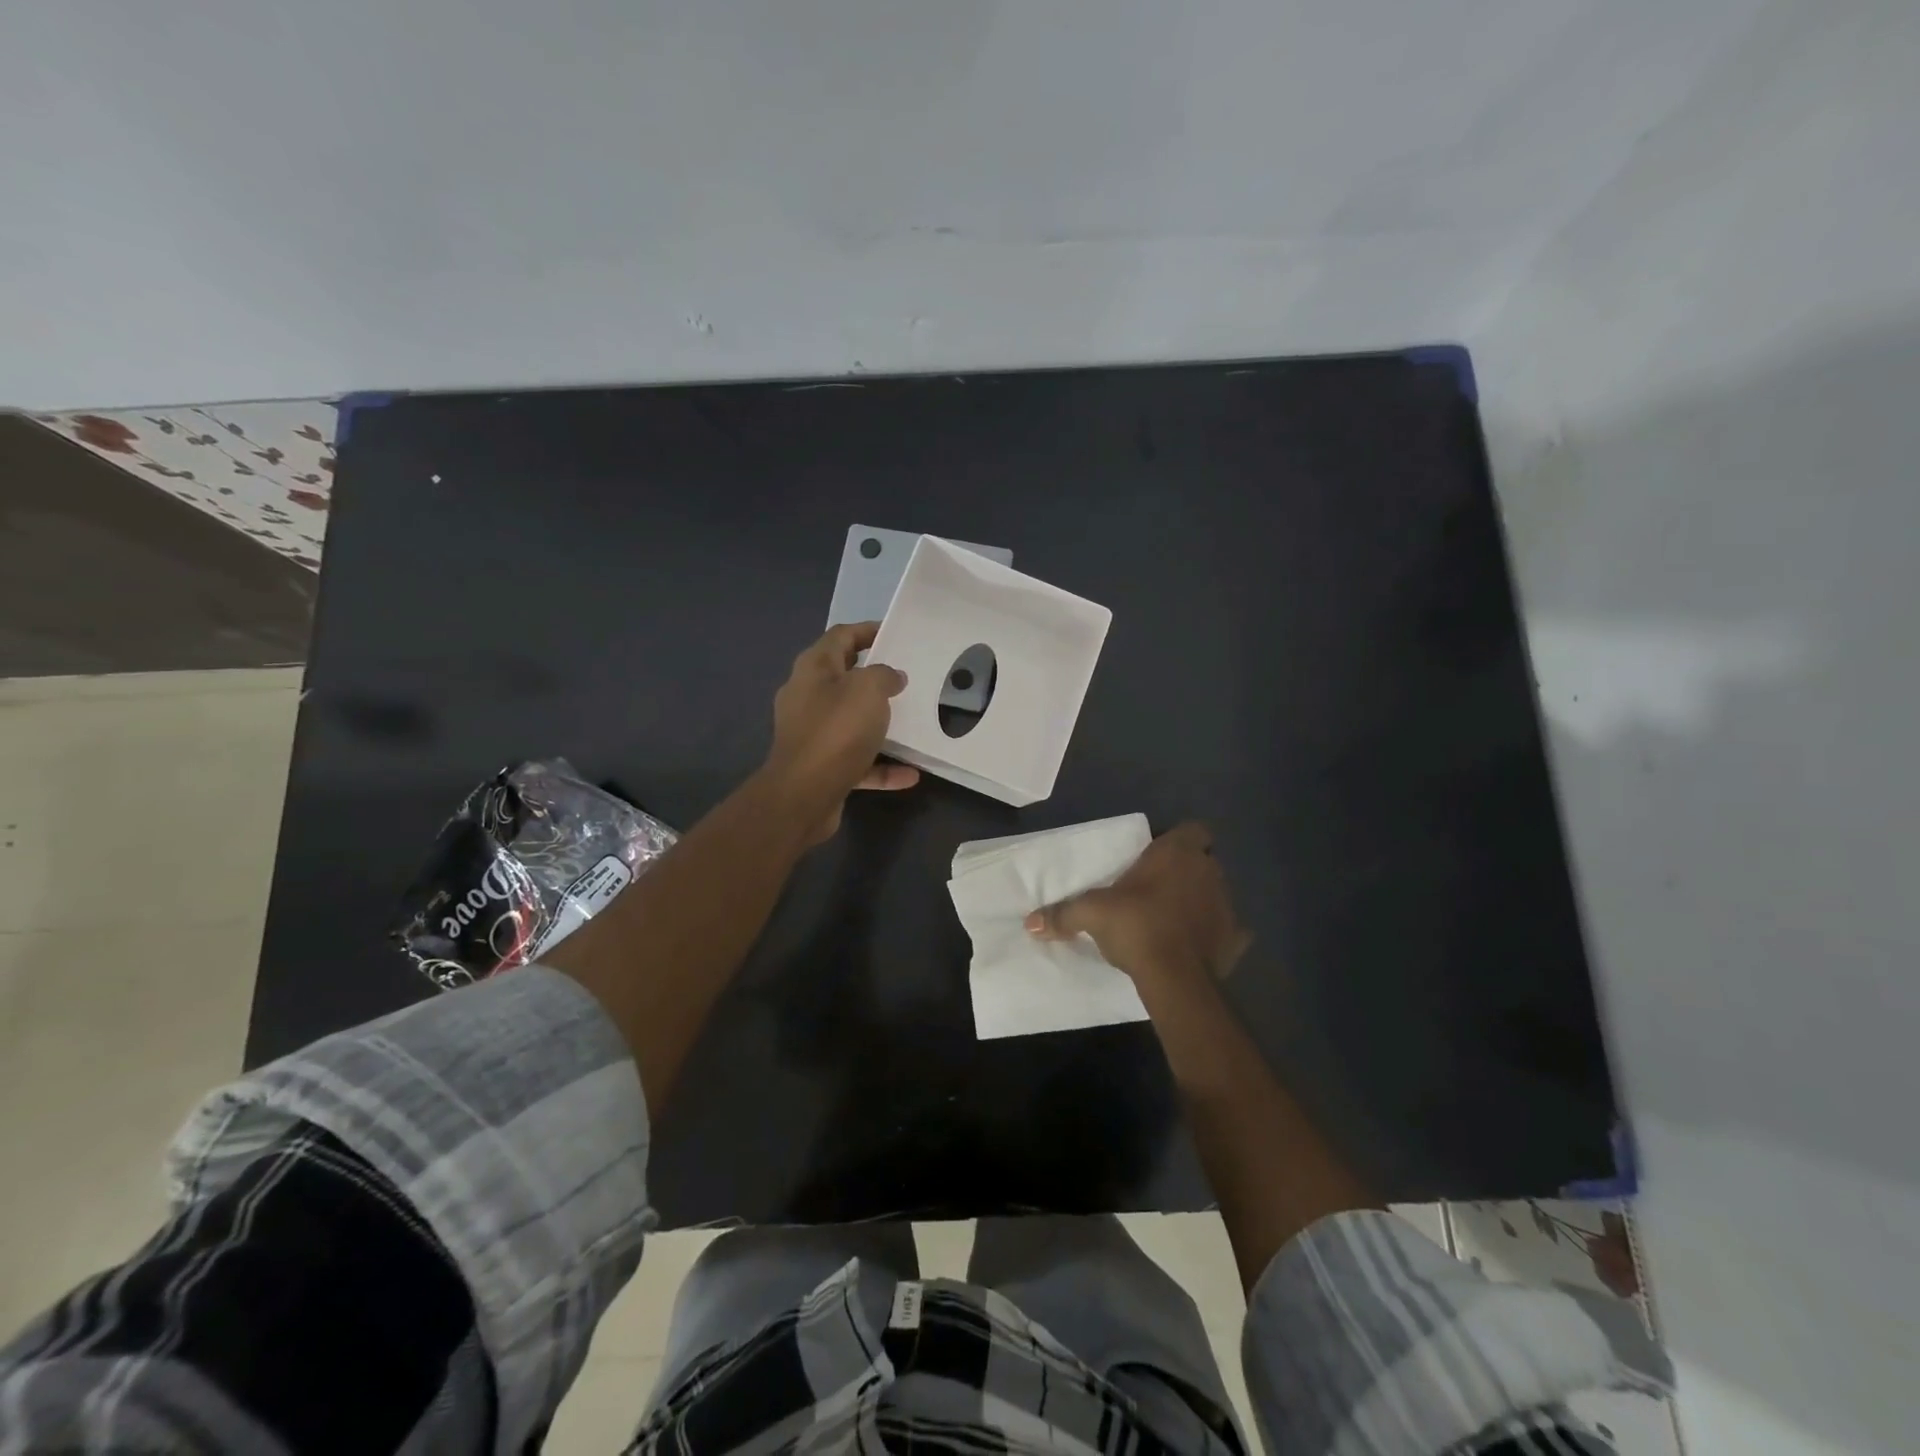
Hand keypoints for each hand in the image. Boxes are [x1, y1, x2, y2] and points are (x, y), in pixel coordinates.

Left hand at [765, 622, 918, 841]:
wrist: (803, 796)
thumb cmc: (836, 731)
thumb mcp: (868, 690)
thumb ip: (884, 676)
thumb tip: (891, 677)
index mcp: (813, 669)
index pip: (840, 637)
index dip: (867, 631)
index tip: (894, 635)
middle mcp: (807, 697)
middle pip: (844, 678)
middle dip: (874, 677)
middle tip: (905, 677)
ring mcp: (812, 734)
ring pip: (851, 721)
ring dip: (879, 722)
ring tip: (910, 721)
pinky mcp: (821, 767)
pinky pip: (857, 760)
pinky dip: (881, 765)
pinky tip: (910, 774)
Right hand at [1025, 822, 1249, 984]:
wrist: (1176, 977)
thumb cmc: (1136, 925)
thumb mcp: (1092, 914)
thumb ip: (1063, 913)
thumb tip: (1030, 921)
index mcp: (1178, 853)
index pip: (1194, 829)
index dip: (1179, 839)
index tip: (1158, 856)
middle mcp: (1209, 871)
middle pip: (1203, 861)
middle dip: (1186, 871)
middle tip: (1158, 888)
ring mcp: (1228, 904)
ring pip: (1216, 893)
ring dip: (1200, 901)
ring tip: (1173, 918)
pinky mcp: (1236, 938)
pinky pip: (1229, 930)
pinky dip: (1215, 935)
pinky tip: (1197, 946)